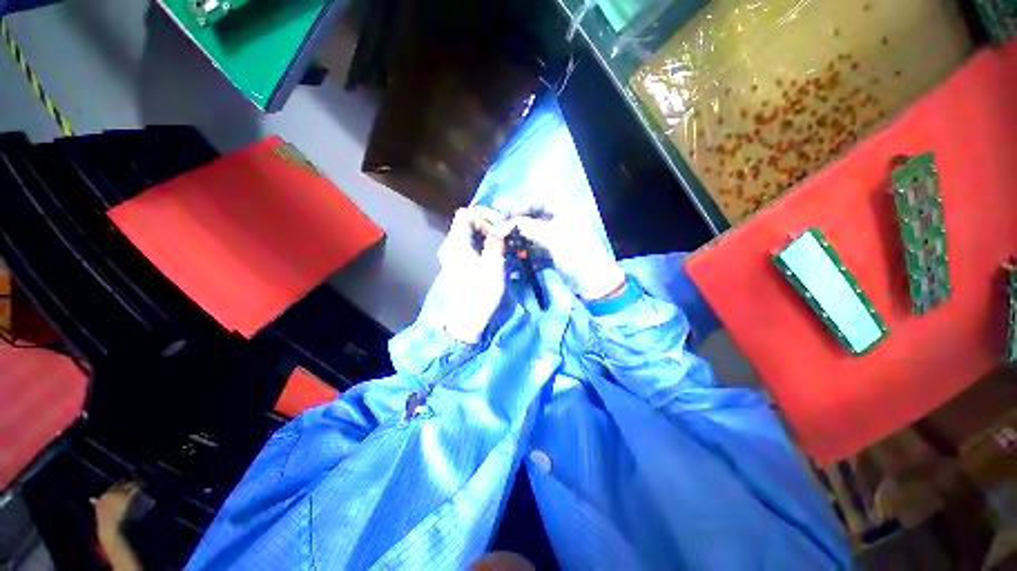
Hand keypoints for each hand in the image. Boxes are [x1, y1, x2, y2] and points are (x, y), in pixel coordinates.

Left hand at [438, 207, 507, 343]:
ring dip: (488, 237)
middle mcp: (451, 246)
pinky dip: (484, 246)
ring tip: (504, 247)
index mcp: (456, 243)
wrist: (467, 321)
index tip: (500, 226)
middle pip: (468, 223)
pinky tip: (496, 256)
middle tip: (506, 237)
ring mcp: (453, 256)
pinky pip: (471, 247)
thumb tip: (501, 227)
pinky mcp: (458, 265)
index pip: (466, 213)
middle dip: (489, 226)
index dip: (484, 214)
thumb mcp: (494, 266)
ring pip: (470, 236)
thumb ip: (496, 242)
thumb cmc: (480, 293)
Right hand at [511, 214, 624, 300]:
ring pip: (536, 234)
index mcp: (567, 211)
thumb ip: (529, 228)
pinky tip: (519, 259)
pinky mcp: (556, 252)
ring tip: (509, 246)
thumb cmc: (576, 255)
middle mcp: (562, 221)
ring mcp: (559, 238)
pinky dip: (529, 252)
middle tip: (505, 232)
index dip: (523, 206)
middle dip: (520, 225)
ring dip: (522, 240)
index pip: (540, 200)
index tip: (508, 216)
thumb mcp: (552, 239)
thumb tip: (509, 222)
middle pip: (536, 217)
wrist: (593, 282)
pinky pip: (538, 248)